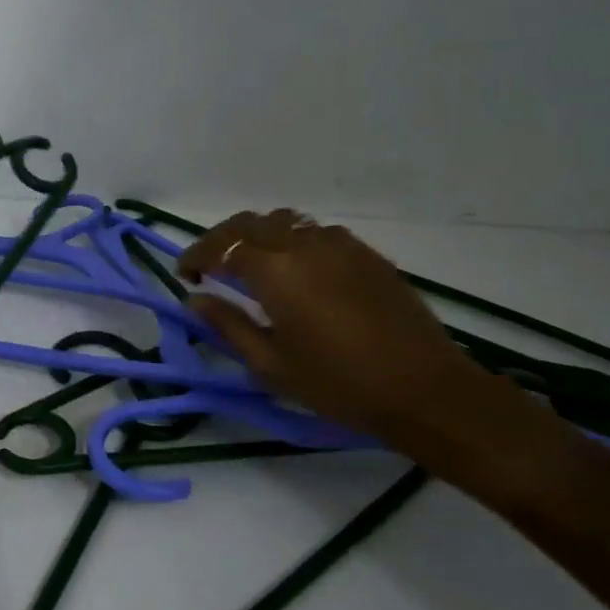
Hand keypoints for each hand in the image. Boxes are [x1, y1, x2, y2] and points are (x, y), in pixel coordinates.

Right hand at [179, 211, 494, 444]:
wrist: (424, 389)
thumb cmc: (338, 383)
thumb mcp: (271, 364)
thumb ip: (228, 325)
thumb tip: (196, 300)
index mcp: (275, 271)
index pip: (222, 247)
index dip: (197, 256)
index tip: (186, 275)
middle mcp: (303, 244)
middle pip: (250, 223)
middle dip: (223, 239)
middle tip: (212, 266)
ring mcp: (339, 244)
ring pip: (285, 221)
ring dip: (258, 235)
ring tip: (252, 265)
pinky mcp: (366, 253)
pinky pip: (317, 232)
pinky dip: (293, 241)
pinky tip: (298, 271)